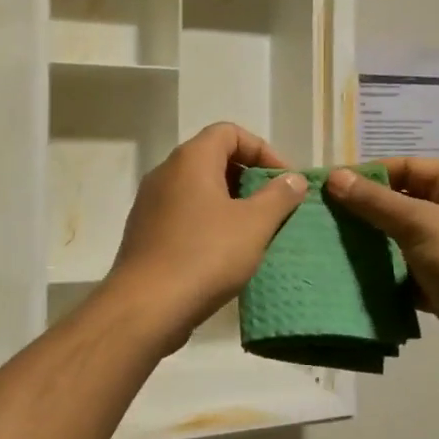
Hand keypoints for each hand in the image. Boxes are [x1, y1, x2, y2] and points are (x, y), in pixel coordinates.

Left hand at [106, 122, 307, 351]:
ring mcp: (150, 204)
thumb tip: (293, 179)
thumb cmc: (205, 256)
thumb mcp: (254, 225)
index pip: (229, 132)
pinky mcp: (145, 233)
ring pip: (198, 190)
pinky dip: (208, 223)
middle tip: (274, 207)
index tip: (284, 181)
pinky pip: (183, 215)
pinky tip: (225, 253)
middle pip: (213, 159)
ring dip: (229, 204)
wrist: (146, 306)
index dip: (262, 150)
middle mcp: (165, 173)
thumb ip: (278, 196)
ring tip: (255, 232)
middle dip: (248, 178)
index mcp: (190, 159)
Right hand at [324, 158, 438, 378]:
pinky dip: (386, 278)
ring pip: (405, 241)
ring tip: (331, 248)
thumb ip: (376, 201)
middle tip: (324, 219)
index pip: (410, 167)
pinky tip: (355, 282)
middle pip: (406, 203)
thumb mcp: (421, 224)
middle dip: (368, 211)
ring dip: (374, 246)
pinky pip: (409, 275)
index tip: (331, 187)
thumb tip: (335, 177)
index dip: (371, 174)